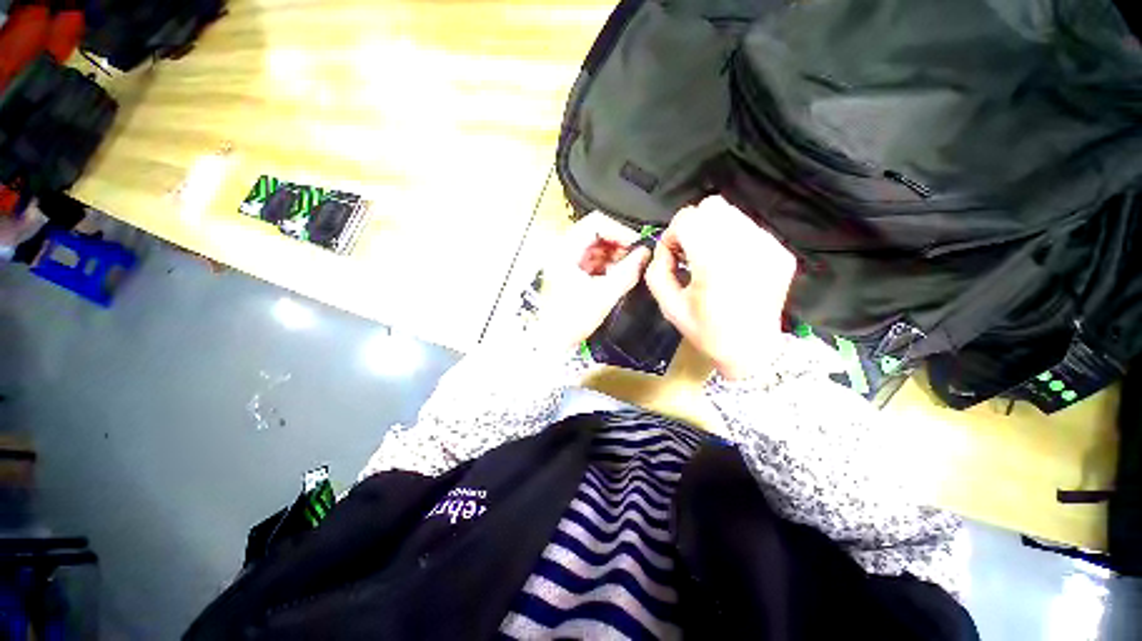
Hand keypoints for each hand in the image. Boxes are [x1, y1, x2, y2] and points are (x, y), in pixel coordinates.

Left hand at [534, 211, 651, 350]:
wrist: (551, 341)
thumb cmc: (571, 319)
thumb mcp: (604, 295)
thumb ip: (627, 272)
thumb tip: (645, 254)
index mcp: (565, 250)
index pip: (596, 222)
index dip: (620, 231)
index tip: (636, 246)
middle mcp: (563, 249)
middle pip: (596, 233)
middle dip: (618, 244)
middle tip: (634, 258)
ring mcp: (565, 260)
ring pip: (595, 246)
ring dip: (614, 254)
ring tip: (626, 269)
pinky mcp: (570, 271)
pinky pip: (592, 259)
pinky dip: (606, 264)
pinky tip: (615, 276)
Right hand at [645, 196, 795, 379]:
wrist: (752, 351)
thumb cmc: (705, 331)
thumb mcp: (668, 306)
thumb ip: (657, 270)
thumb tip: (664, 248)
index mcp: (715, 263)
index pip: (688, 219)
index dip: (673, 234)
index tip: (673, 255)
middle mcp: (745, 247)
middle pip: (712, 206)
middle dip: (693, 226)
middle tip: (690, 253)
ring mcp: (768, 247)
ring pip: (731, 214)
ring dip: (713, 231)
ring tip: (710, 258)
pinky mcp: (780, 252)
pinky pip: (748, 229)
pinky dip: (733, 240)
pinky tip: (731, 266)